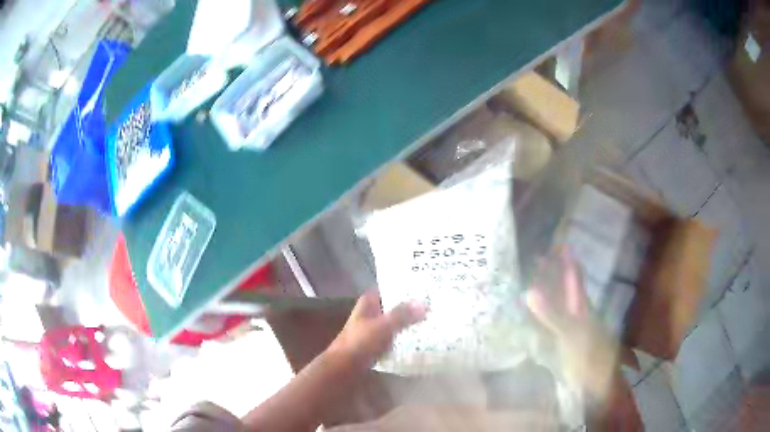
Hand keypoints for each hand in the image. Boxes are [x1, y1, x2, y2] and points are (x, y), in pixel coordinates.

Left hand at [328, 291, 426, 368]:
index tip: (425, 287)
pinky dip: (404, 337)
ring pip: (394, 323)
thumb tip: (425, 303)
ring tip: (432, 321)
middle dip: (410, 306)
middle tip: (434, 305)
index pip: (388, 288)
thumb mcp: (383, 326)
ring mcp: (372, 330)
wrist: (343, 368)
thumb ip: (403, 314)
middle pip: (393, 306)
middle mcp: (370, 314)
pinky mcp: (376, 346)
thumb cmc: (360, 343)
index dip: (404, 287)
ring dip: (409, 323)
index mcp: (368, 303)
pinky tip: (420, 340)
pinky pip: (394, 338)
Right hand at [527, 247, 618, 397]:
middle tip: (530, 258)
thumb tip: (528, 291)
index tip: (553, 241)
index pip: (572, 273)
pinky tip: (524, 313)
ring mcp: (565, 326)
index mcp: (580, 303)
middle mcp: (573, 310)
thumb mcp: (570, 332)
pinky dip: (535, 314)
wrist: (593, 382)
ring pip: (552, 303)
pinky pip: (544, 321)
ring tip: (523, 279)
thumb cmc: (588, 353)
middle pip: (560, 285)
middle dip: (548, 271)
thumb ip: (551, 313)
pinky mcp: (557, 341)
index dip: (565, 257)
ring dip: (540, 291)